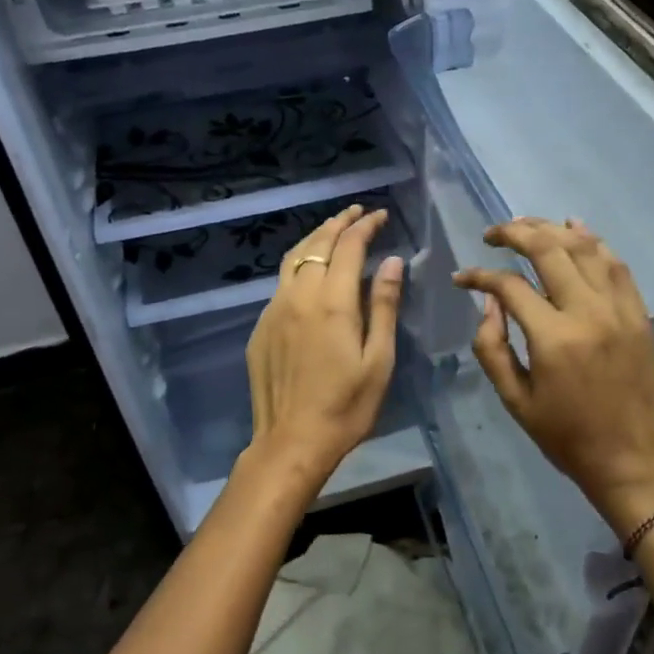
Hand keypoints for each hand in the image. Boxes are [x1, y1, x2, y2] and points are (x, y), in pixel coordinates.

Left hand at [240, 205, 403, 501]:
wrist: (291, 441)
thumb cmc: (346, 406)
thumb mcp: (378, 359)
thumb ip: (383, 305)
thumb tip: (392, 261)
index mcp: (332, 302)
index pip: (348, 247)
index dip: (365, 226)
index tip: (380, 215)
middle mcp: (299, 296)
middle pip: (317, 244)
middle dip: (339, 223)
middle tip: (357, 212)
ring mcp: (274, 310)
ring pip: (293, 259)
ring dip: (315, 238)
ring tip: (333, 230)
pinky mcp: (261, 327)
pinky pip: (281, 283)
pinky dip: (300, 264)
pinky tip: (310, 272)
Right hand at [454, 218, 653, 539]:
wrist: (632, 461)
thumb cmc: (566, 437)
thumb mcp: (515, 400)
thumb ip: (492, 346)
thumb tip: (489, 301)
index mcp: (554, 338)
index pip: (510, 286)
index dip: (480, 276)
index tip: (462, 278)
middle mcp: (588, 312)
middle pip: (548, 249)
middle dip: (514, 233)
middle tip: (493, 233)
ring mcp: (619, 309)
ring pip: (584, 248)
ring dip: (551, 229)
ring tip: (525, 225)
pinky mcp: (639, 314)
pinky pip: (616, 264)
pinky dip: (594, 241)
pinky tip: (574, 227)